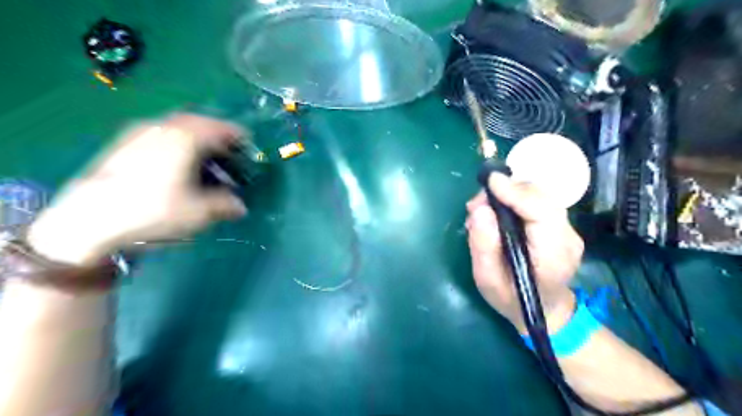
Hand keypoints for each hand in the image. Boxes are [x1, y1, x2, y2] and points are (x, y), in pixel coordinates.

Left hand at [25, 112, 246, 264]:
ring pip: (175, 126)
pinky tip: (174, 160)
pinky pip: (158, 132)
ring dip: (194, 135)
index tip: (247, 142)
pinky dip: (174, 140)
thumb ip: (226, 205)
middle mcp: (162, 128)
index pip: (219, 127)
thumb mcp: (200, 212)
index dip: (236, 134)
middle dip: (215, 132)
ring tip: (202, 154)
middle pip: (197, 121)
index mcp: (185, 138)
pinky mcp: (121, 143)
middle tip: (227, 148)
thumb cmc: (154, 210)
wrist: (90, 219)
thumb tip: (240, 207)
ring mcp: (138, 133)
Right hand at [466, 172, 582, 334]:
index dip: (515, 192)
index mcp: (553, 254)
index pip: (541, 211)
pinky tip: (497, 213)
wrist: (545, 311)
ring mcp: (568, 230)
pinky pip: (537, 203)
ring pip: (538, 196)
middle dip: (506, 191)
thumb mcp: (488, 280)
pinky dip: (514, 200)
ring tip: (482, 210)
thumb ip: (483, 245)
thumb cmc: (512, 300)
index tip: (489, 182)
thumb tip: (480, 209)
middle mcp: (567, 237)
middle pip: (540, 197)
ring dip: (508, 194)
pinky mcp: (561, 227)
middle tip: (476, 205)